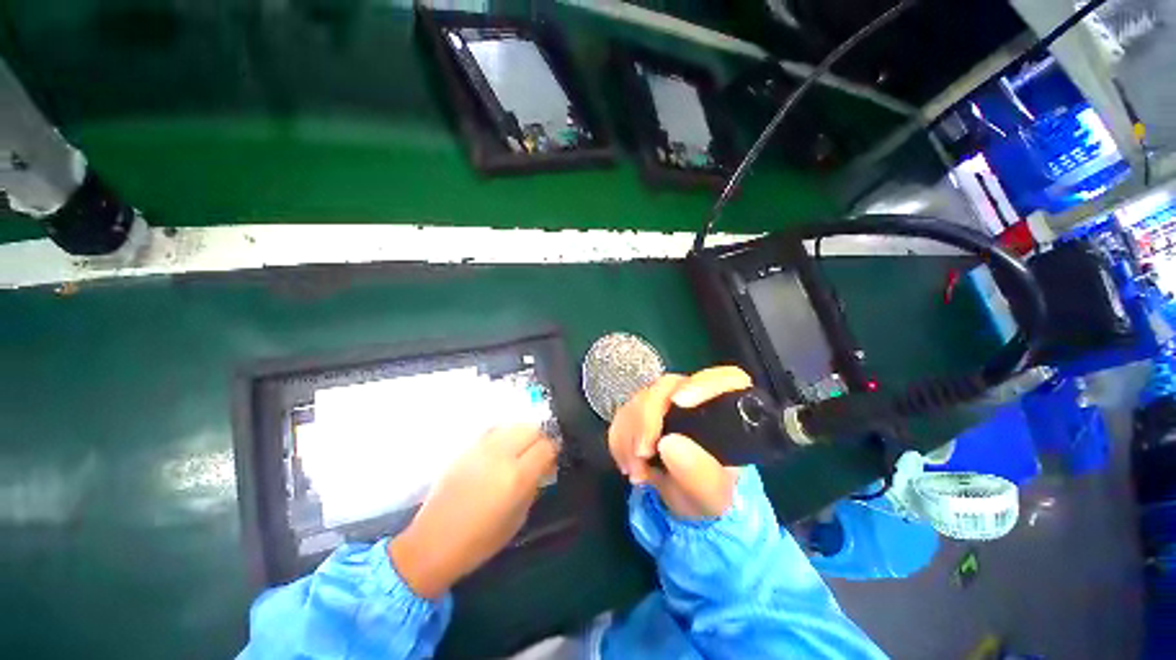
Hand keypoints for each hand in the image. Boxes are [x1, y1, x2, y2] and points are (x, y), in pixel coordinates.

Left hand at [389, 425, 556, 598]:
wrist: (433, 542)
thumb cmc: (480, 540)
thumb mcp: (519, 518)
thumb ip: (535, 485)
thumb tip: (545, 466)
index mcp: (517, 477)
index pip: (547, 446)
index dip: (554, 450)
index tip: (552, 460)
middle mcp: (501, 455)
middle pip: (532, 428)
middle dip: (541, 438)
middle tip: (538, 453)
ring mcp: (482, 448)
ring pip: (514, 425)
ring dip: (523, 434)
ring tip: (520, 450)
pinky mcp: (467, 447)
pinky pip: (495, 430)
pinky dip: (505, 435)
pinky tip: (501, 451)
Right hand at [608, 366, 750, 519]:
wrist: (685, 500)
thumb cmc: (708, 494)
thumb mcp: (713, 495)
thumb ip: (699, 474)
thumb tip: (668, 444)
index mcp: (726, 411)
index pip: (724, 378)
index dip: (701, 383)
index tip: (678, 402)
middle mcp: (696, 397)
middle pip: (668, 386)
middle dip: (648, 418)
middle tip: (642, 453)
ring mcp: (666, 401)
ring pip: (640, 398)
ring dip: (630, 435)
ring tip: (637, 472)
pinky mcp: (643, 410)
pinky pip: (623, 413)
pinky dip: (620, 439)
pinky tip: (628, 463)